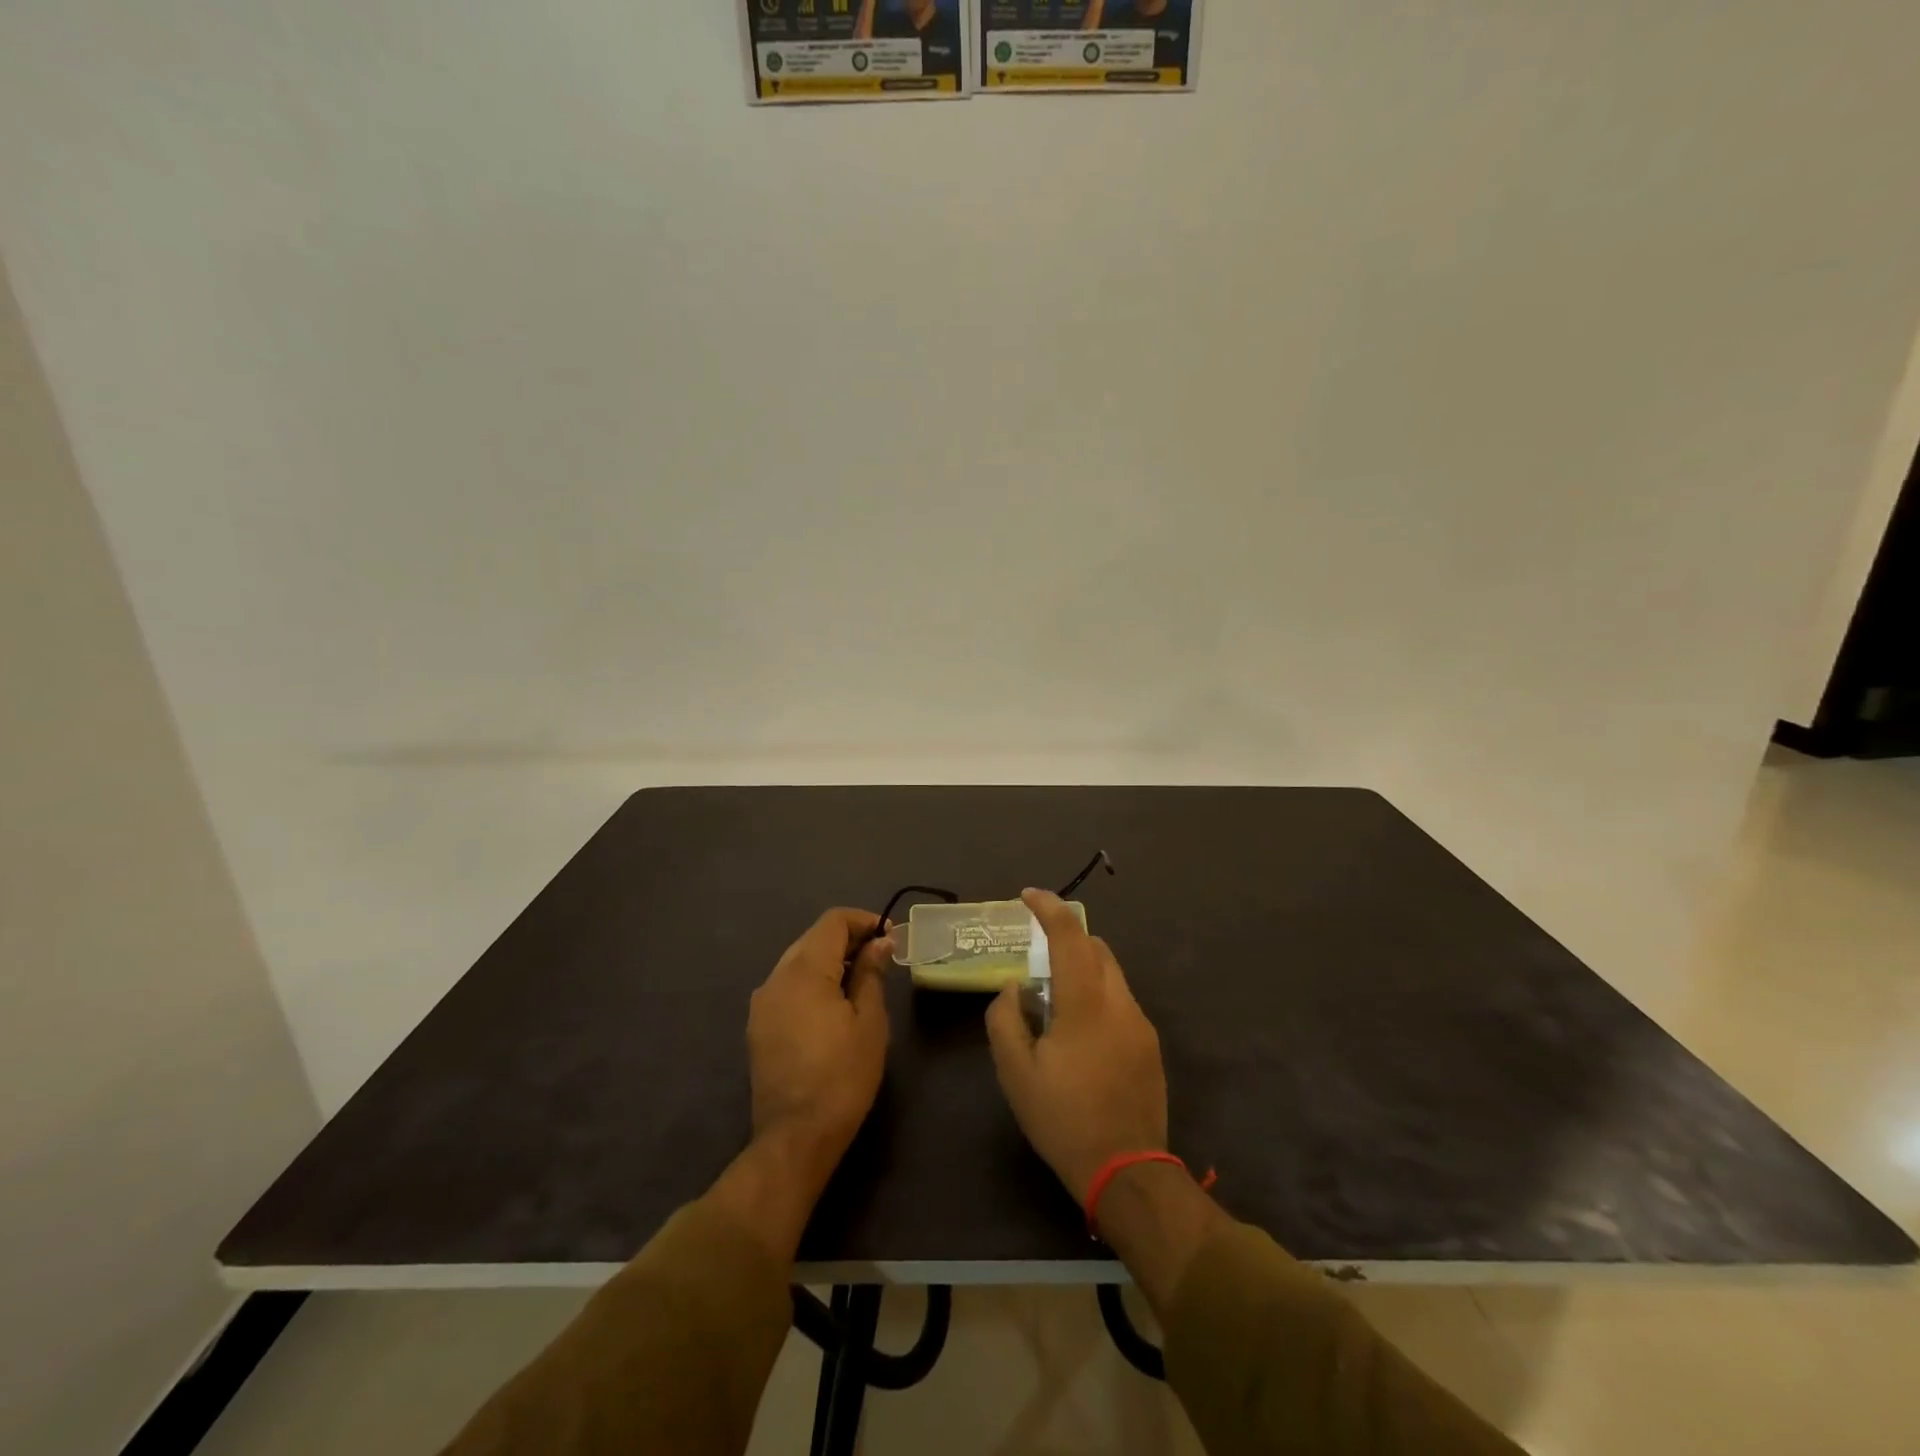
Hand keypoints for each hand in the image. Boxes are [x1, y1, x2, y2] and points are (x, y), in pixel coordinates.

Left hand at [747, 908, 892, 1197]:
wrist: (796, 1137)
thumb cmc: (842, 1076)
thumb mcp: (869, 1021)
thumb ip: (871, 973)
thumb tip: (879, 942)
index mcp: (803, 970)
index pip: (832, 921)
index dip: (863, 920)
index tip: (890, 936)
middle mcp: (776, 977)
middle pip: (813, 938)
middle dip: (848, 939)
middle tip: (881, 957)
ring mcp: (762, 1002)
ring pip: (799, 961)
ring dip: (830, 961)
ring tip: (861, 980)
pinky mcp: (758, 1025)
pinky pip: (788, 986)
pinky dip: (813, 982)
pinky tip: (834, 1004)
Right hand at [985, 889, 1167, 1202]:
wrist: (1128, 1172)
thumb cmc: (1064, 1120)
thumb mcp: (1016, 1073)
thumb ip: (1006, 1019)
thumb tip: (1014, 987)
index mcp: (1085, 1004)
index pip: (1069, 936)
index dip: (1048, 908)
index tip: (1027, 895)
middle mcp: (1119, 1002)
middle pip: (1096, 947)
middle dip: (1066, 939)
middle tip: (1036, 957)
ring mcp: (1140, 1023)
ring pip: (1111, 973)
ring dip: (1082, 968)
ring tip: (1054, 1000)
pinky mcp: (1150, 1044)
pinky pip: (1120, 1000)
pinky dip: (1097, 995)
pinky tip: (1079, 1033)